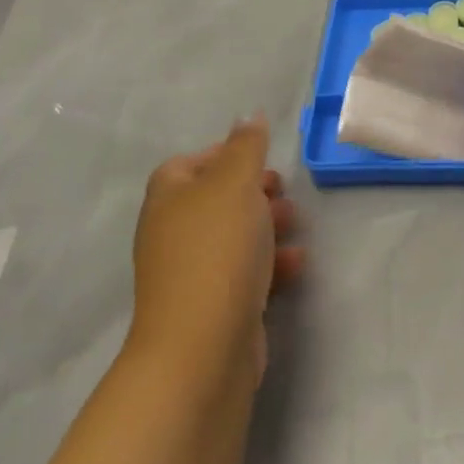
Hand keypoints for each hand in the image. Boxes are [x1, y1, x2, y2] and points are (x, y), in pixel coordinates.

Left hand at [129, 114, 303, 382]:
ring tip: (295, 224)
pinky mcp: (213, 307)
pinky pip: (243, 272)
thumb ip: (245, 146)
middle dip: (253, 191)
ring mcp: (191, 274)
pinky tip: (295, 264)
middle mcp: (172, 233)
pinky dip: (270, 264)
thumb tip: (248, 116)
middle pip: (215, 199)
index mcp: (168, 198)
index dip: (224, 155)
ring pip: (233, 236)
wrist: (203, 347)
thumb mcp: (236, 183)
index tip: (260, 158)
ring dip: (267, 225)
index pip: (189, 163)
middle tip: (282, 190)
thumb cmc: (217, 249)